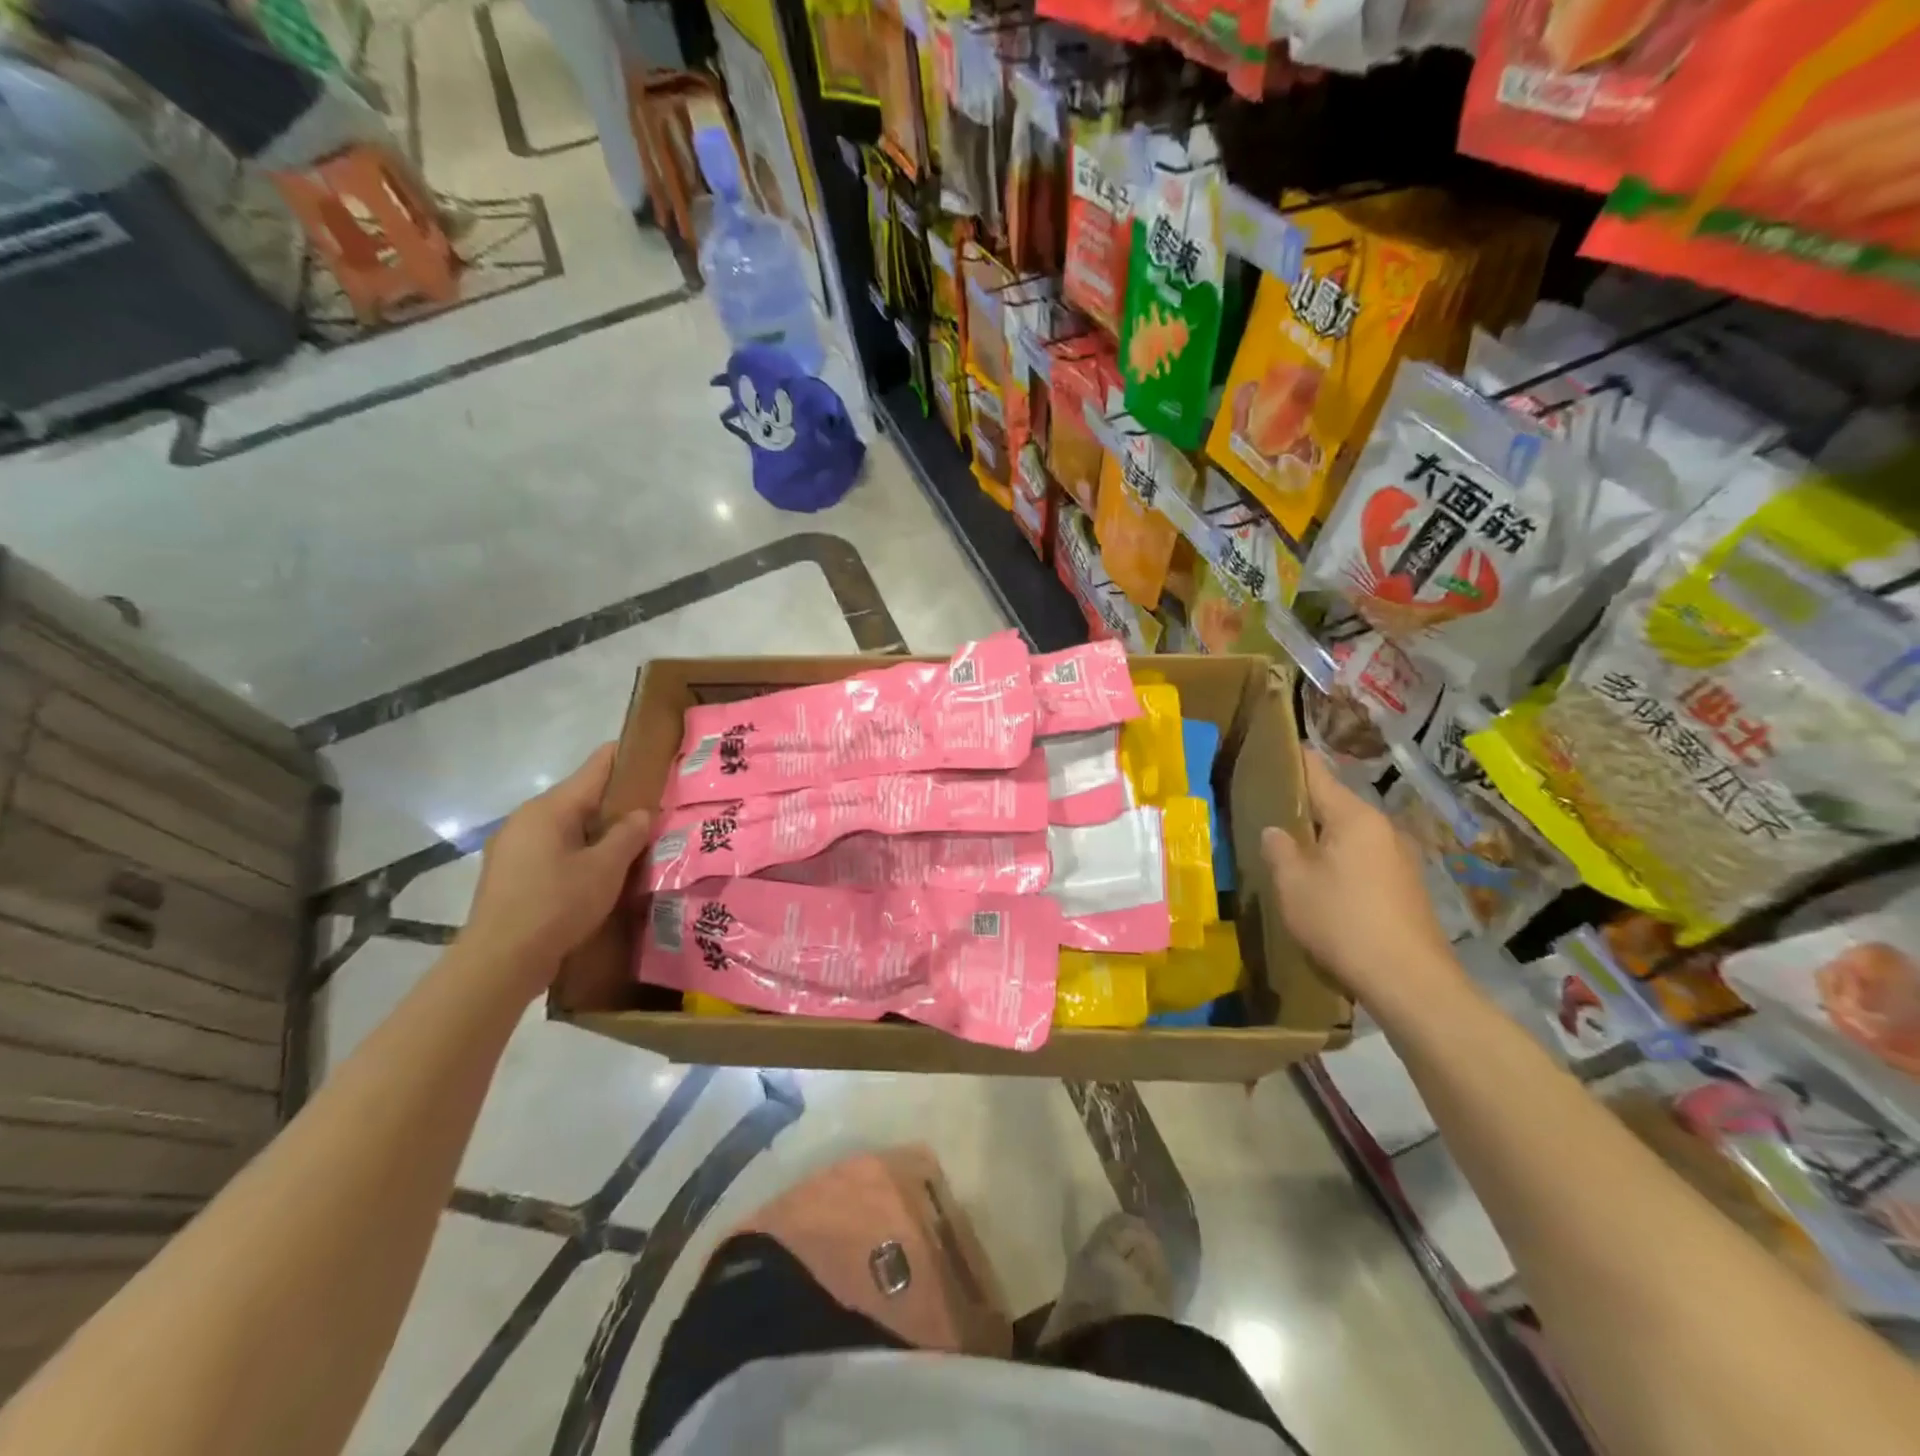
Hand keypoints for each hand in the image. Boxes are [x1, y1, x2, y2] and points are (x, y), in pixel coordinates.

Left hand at [462, 744, 651, 989]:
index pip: (597, 766)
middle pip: (581, 796)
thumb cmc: (557, 905)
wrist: (500, 962)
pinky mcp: (510, 872)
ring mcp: (513, 845)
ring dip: (598, 832)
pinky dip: (578, 852)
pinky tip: (598, 873)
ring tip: (632, 846)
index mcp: (550, 808)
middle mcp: (527, 818)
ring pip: (567, 826)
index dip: (628, 758)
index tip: (657, 760)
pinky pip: (553, 849)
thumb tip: (640, 812)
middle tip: (654, 813)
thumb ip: (628, 834)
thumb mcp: (606, 868)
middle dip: (617, 802)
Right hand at [1261, 750, 1461, 1014]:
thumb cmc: (1343, 921)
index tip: (1273, 749)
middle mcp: (1382, 828)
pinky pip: (1364, 860)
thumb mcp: (1293, 884)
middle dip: (1304, 807)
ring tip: (1292, 850)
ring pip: (1350, 835)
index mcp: (1354, 817)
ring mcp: (1400, 858)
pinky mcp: (1406, 887)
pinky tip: (1324, 885)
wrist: (1410, 981)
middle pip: (1336, 805)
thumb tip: (1276, 831)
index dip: (1294, 760)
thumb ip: (1279, 849)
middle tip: (1269, 812)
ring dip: (1323, 839)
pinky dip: (1341, 862)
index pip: (1318, 774)